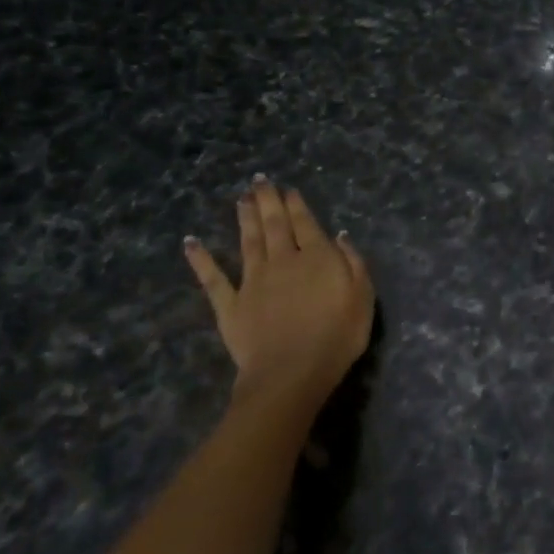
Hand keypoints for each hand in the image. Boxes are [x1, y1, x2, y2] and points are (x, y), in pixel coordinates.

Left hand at [184, 177, 373, 413]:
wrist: (291, 373)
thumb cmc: (337, 336)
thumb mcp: (362, 297)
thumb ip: (353, 262)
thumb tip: (340, 235)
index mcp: (317, 258)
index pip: (306, 224)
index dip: (297, 205)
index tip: (288, 190)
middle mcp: (283, 261)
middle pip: (275, 225)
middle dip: (268, 201)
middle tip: (259, 180)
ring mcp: (252, 281)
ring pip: (248, 241)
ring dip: (244, 218)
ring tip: (241, 198)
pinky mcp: (230, 305)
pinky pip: (212, 278)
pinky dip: (200, 259)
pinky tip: (191, 243)